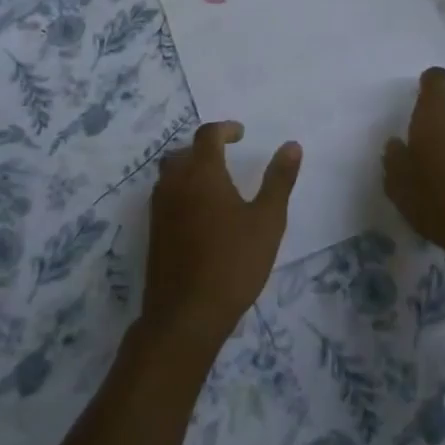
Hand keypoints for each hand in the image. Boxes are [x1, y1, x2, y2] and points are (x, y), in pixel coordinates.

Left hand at [142, 122, 301, 349]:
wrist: (186, 315)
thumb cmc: (233, 263)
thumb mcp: (268, 220)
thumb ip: (279, 180)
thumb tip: (291, 146)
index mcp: (202, 173)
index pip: (208, 135)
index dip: (225, 129)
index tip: (241, 134)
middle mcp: (175, 183)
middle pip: (183, 152)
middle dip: (204, 148)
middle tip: (226, 156)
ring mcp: (159, 209)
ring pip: (170, 174)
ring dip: (189, 169)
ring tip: (214, 184)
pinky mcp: (153, 233)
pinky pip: (165, 197)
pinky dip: (181, 192)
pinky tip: (200, 214)